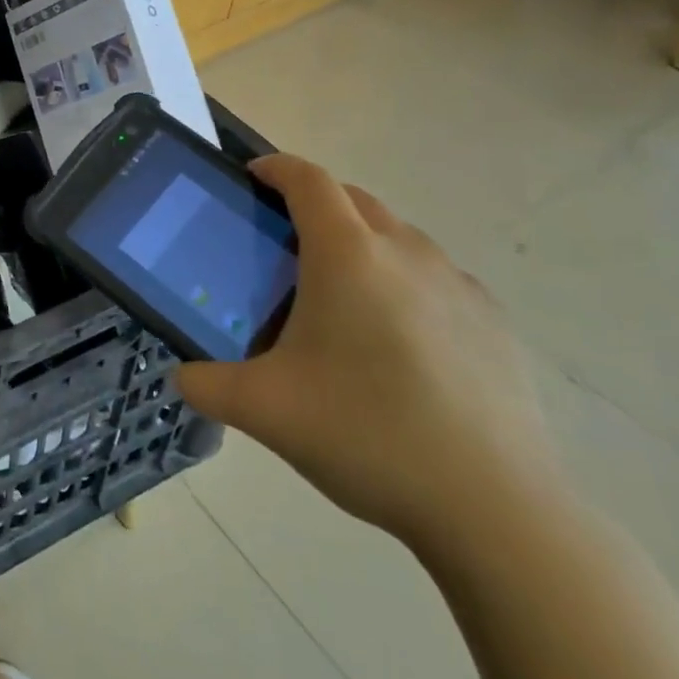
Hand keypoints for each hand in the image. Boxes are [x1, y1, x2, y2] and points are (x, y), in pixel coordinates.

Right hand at [176, 155, 564, 551]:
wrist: (495, 510)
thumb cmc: (366, 434)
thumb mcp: (263, 410)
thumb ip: (206, 384)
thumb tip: (182, 377)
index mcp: (346, 256)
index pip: (308, 180)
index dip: (275, 168)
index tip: (251, 178)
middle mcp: (406, 253)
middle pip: (354, 199)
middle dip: (314, 204)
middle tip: (282, 244)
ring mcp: (458, 285)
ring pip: (398, 236)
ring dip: (361, 242)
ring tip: (338, 296)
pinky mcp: (494, 323)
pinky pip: (436, 277)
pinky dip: (404, 282)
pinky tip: (397, 342)